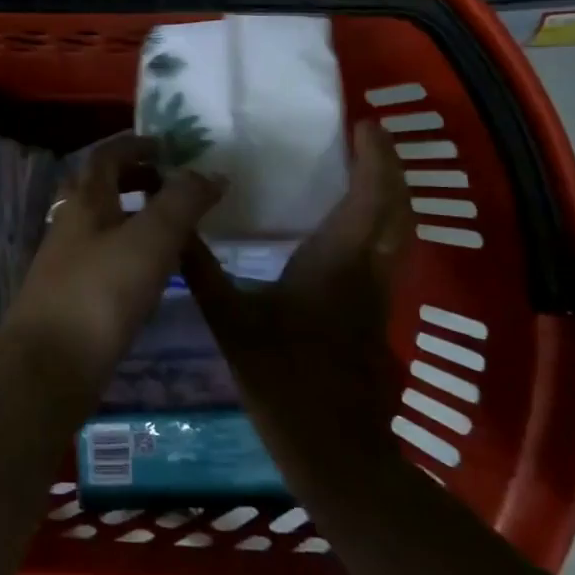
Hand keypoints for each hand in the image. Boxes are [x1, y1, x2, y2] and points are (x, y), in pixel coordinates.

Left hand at [1, 134, 225, 409]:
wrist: (48, 365)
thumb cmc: (101, 292)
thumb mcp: (151, 240)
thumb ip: (182, 202)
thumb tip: (211, 172)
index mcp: (85, 200)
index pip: (106, 156)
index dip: (136, 145)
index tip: (169, 148)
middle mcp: (70, 222)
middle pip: (100, 187)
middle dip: (135, 179)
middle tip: (172, 187)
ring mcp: (65, 260)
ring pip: (101, 224)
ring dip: (133, 216)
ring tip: (172, 231)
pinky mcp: (70, 295)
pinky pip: (102, 257)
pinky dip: (128, 251)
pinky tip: (150, 275)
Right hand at [181, 121, 411, 458]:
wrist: (334, 450)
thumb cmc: (282, 377)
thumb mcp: (230, 320)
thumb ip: (201, 269)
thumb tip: (175, 223)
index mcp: (337, 262)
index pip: (371, 196)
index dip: (375, 156)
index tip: (365, 124)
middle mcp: (367, 270)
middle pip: (398, 208)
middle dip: (389, 168)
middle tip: (366, 139)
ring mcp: (377, 295)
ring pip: (398, 232)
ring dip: (387, 195)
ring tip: (358, 171)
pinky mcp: (374, 314)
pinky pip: (385, 252)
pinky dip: (376, 224)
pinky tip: (344, 228)